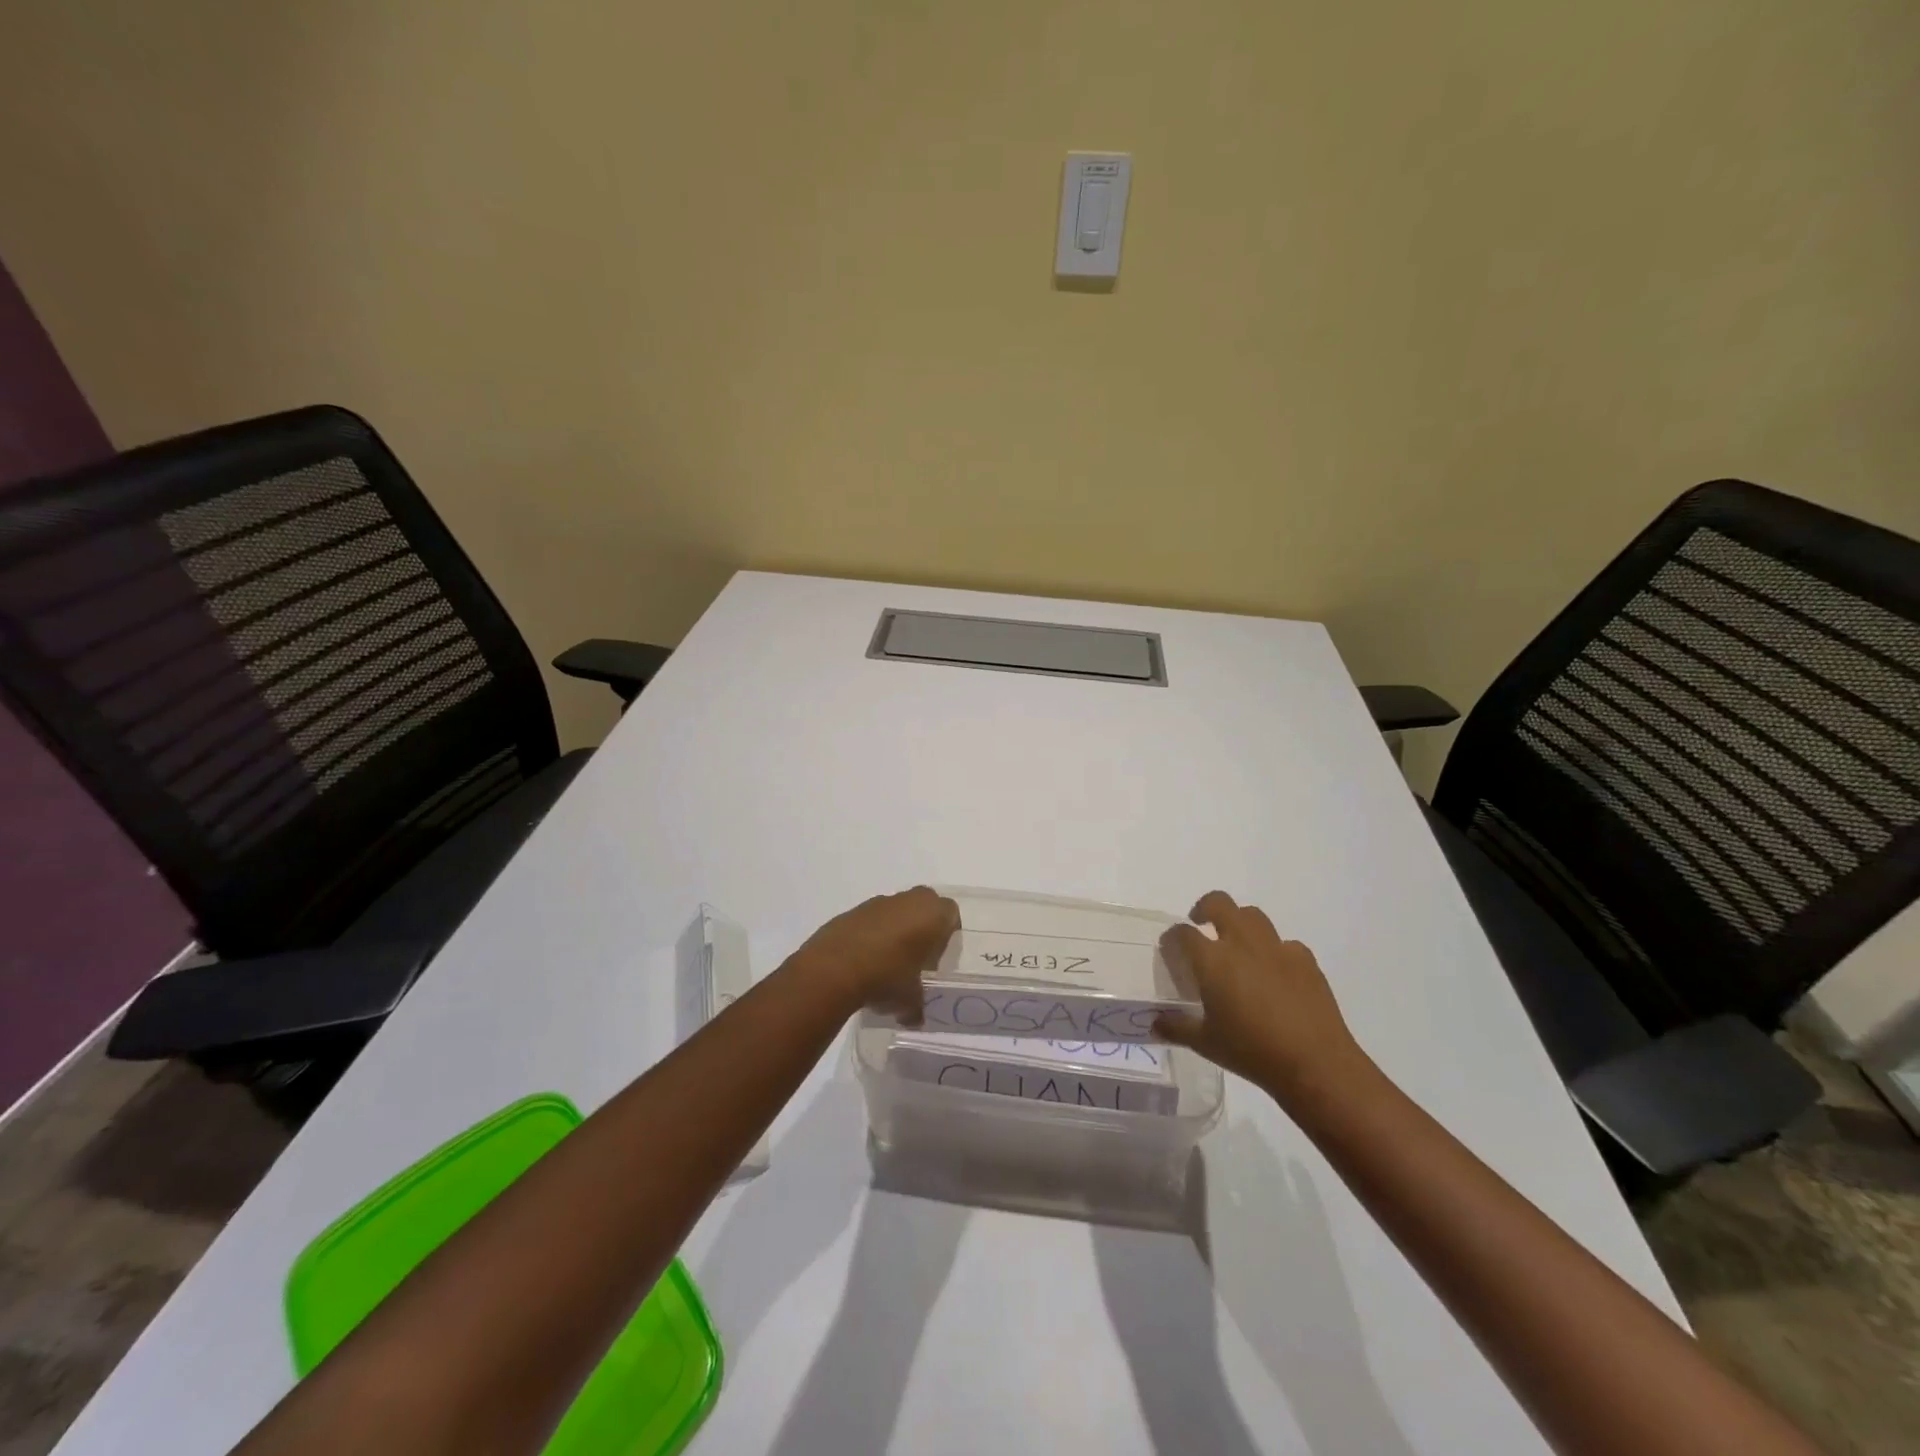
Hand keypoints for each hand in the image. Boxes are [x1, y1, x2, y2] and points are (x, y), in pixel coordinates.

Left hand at [789, 887, 959, 1022]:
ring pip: (896, 909)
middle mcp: (908, 901)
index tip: (938, 954)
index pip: (951, 913)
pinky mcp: (852, 910)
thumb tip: (914, 1018)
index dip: (947, 932)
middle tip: (917, 954)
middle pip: (924, 904)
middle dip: (923, 924)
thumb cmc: (886, 977)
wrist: (833, 968)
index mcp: (932, 915)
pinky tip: (864, 960)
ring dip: (895, 928)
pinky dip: (871, 933)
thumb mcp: (909, 1001)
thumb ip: (917, 1007)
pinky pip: (871, 919)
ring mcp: (878, 902)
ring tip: (887, 961)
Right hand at [1155, 891, 1367, 1101]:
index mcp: (1212, 960)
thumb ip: (1176, 1027)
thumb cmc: (1251, 1052)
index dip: (1172, 937)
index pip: (1183, 933)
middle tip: (1201, 924)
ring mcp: (1276, 948)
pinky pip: (1285, 944)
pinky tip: (1275, 973)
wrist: (1315, 1064)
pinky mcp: (1305, 960)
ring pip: (1253, 915)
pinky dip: (1274, 951)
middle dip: (1205, 908)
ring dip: (1240, 922)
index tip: (1171, 948)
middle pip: (1219, 903)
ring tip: (1238, 945)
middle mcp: (1242, 944)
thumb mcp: (1205, 1043)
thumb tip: (1154, 1024)